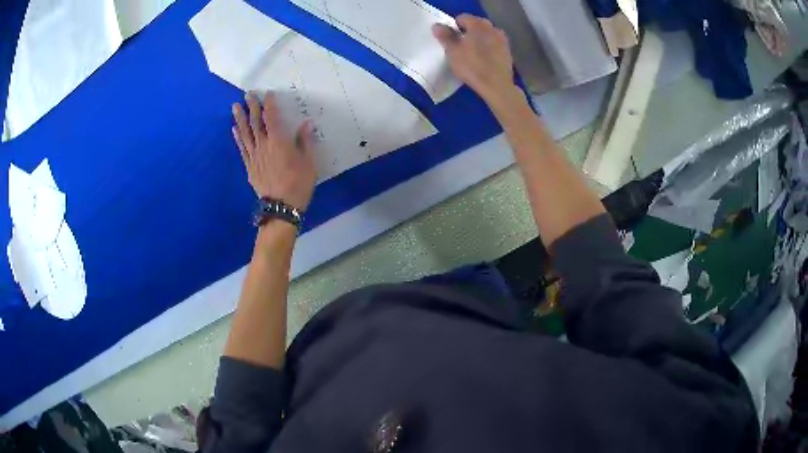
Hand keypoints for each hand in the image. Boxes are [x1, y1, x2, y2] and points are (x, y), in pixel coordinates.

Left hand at [232, 92, 316, 211]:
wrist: (281, 207)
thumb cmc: (298, 184)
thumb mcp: (308, 162)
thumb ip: (305, 141)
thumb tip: (307, 123)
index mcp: (279, 141)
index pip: (272, 117)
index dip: (269, 104)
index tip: (268, 93)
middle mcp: (263, 145)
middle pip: (256, 122)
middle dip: (251, 106)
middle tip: (247, 94)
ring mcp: (254, 156)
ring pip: (245, 133)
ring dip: (240, 118)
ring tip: (235, 106)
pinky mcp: (249, 166)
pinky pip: (242, 148)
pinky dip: (238, 137)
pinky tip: (234, 129)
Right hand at [432, 14, 516, 106]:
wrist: (496, 85)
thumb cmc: (472, 66)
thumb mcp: (452, 51)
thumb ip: (444, 36)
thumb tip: (437, 26)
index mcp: (478, 24)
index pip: (462, 18)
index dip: (454, 27)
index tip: (450, 39)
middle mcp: (492, 28)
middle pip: (476, 25)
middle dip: (468, 32)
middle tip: (460, 46)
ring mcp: (502, 40)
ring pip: (486, 34)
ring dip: (479, 40)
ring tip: (472, 53)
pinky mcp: (508, 52)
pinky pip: (494, 44)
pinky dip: (488, 48)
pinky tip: (484, 59)